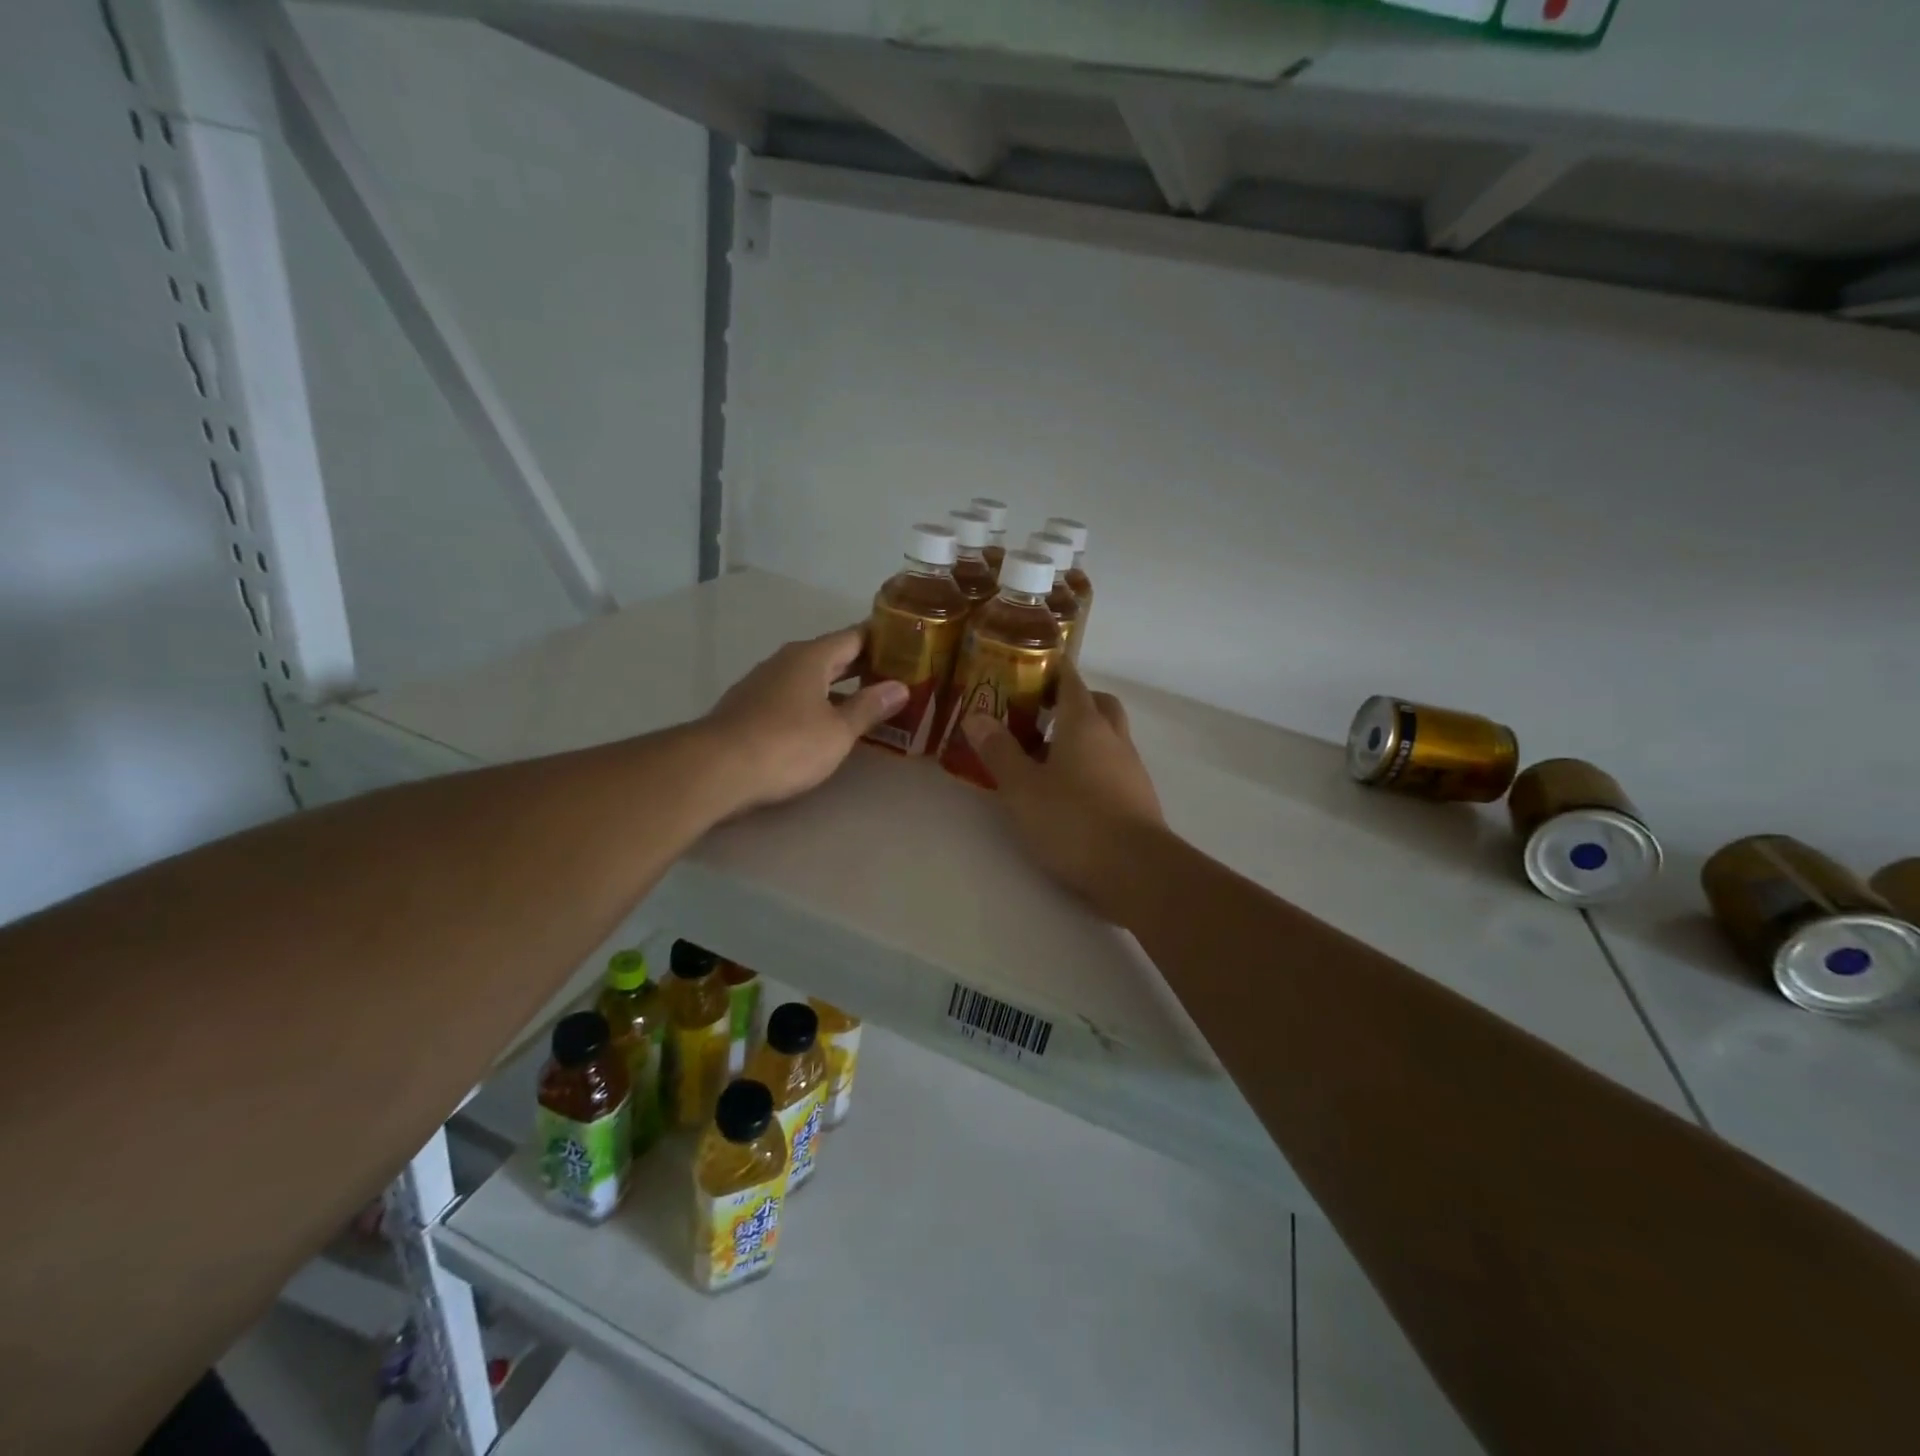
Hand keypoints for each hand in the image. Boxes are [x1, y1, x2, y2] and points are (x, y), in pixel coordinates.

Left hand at [700, 627, 905, 815]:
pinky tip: (826, 721)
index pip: (854, 636)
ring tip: (868, 700)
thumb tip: (900, 687)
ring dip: (838, 685)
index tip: (907, 645)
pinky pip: (792, 695)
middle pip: (832, 655)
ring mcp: (763, 683)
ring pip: (810, 676)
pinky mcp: (749, 707)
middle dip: (863, 664)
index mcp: (812, 657)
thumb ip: (869, 707)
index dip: (882, 639)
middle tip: (896, 675)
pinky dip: (815, 702)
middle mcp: (786, 661)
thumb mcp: (838, 731)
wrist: (716, 769)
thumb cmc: (786, 745)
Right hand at [961, 661, 1164, 903]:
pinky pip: (1114, 765)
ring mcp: (1131, 768)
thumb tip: (975, 716)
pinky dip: (1093, 765)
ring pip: (1109, 736)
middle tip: (1042, 712)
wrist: (1136, 869)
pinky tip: (1070, 791)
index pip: (1071, 680)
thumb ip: (999, 751)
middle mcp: (1113, 738)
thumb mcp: (1022, 787)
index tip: (1032, 665)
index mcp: (1085, 724)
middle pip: (1098, 703)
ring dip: (1084, 736)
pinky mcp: (1138, 797)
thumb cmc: (1073, 820)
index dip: (1053, 668)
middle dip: (1074, 700)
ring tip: (1048, 756)